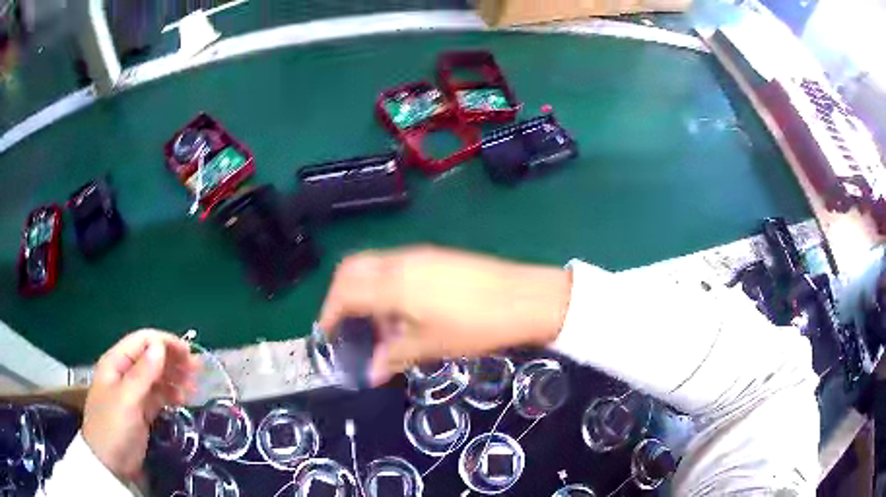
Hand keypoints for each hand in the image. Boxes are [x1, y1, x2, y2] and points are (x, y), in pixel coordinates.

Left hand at [82, 330, 199, 479]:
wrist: (110, 464)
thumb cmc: (113, 427)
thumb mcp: (127, 400)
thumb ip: (143, 373)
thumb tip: (160, 345)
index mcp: (116, 362)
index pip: (142, 341)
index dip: (165, 343)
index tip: (189, 353)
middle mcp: (125, 373)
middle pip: (151, 358)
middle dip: (173, 360)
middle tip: (198, 369)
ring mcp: (133, 393)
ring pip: (157, 377)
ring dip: (175, 378)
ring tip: (195, 386)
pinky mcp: (141, 411)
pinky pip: (159, 396)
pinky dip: (172, 394)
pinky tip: (185, 398)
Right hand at [319, 246, 571, 384]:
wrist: (525, 298)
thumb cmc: (475, 326)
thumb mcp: (431, 345)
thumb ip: (393, 355)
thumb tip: (371, 373)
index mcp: (392, 282)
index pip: (344, 291)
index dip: (329, 313)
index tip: (327, 334)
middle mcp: (399, 261)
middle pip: (352, 269)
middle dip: (341, 295)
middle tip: (346, 326)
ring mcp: (419, 255)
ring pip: (374, 267)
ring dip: (366, 292)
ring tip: (381, 327)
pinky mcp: (436, 256)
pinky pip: (396, 267)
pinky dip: (386, 286)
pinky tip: (404, 313)